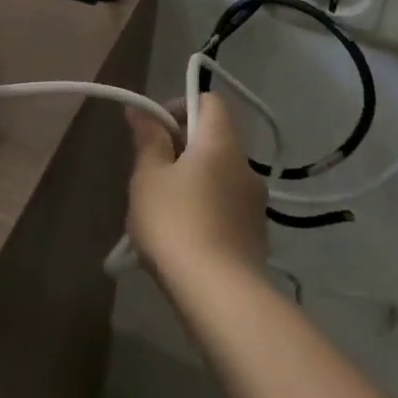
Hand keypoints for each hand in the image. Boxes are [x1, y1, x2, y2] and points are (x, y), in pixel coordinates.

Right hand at [126, 92, 268, 279]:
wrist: (220, 297)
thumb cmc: (176, 224)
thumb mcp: (149, 177)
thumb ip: (148, 140)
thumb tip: (142, 112)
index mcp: (221, 144)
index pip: (210, 101)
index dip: (180, 105)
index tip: (155, 128)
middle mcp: (246, 168)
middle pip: (214, 139)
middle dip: (180, 147)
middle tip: (149, 171)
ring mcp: (255, 205)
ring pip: (219, 175)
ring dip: (192, 179)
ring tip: (161, 207)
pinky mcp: (255, 236)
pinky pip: (226, 206)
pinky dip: (205, 207)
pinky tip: (182, 235)